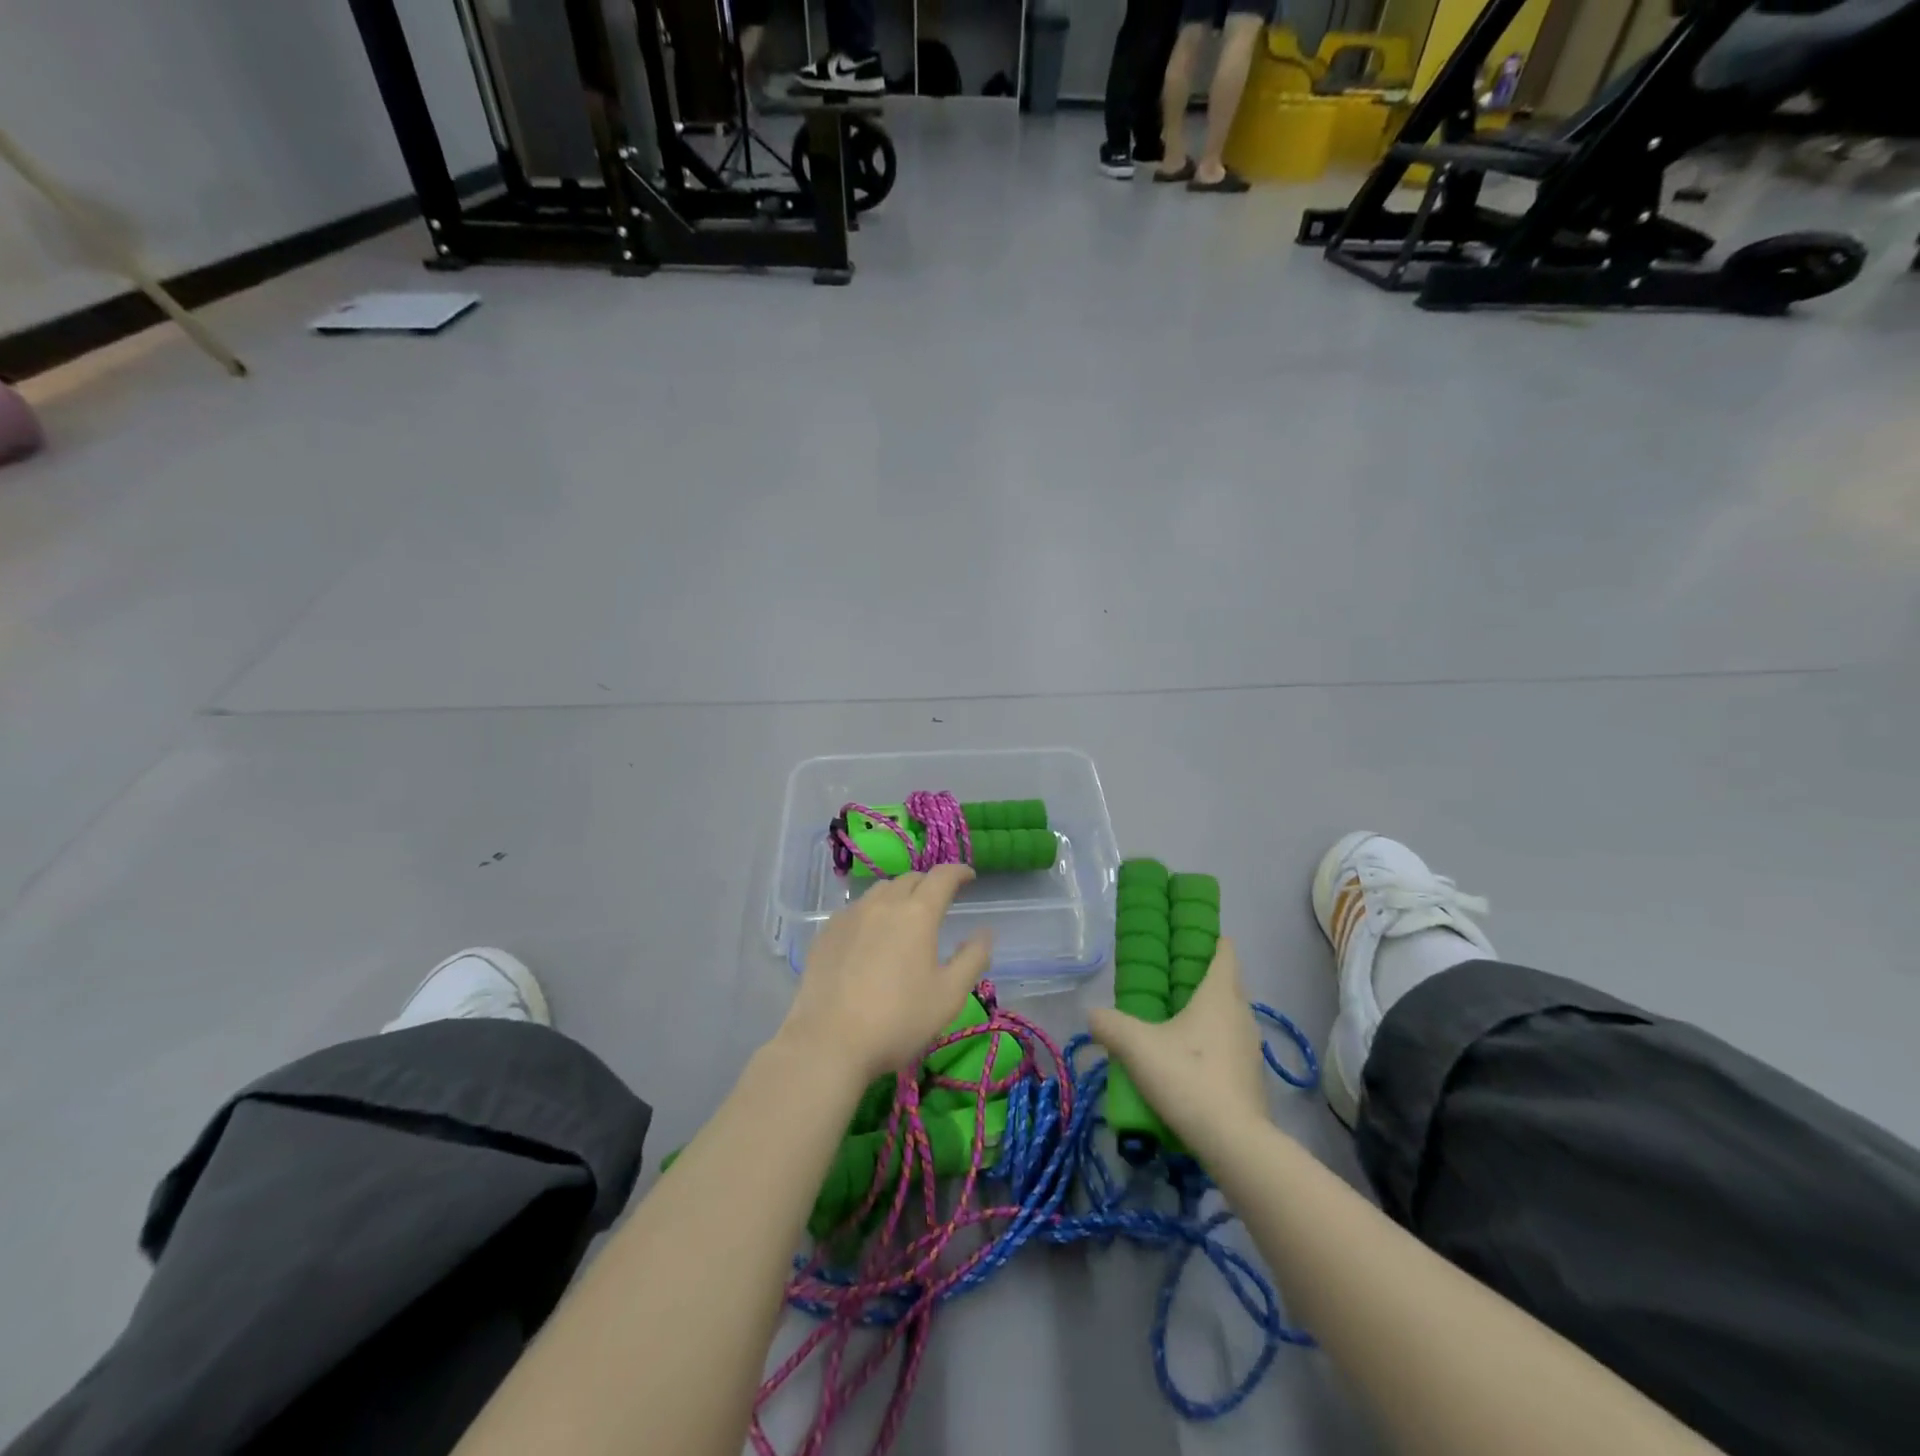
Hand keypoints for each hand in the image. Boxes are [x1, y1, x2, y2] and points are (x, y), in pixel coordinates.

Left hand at [780, 865, 992, 1083]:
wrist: (830, 1042)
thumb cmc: (898, 1020)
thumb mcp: (949, 995)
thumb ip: (973, 958)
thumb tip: (985, 932)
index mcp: (917, 914)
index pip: (942, 877)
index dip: (958, 872)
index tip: (969, 876)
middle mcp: (883, 904)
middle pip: (910, 879)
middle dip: (929, 883)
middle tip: (939, 901)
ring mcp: (850, 915)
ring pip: (880, 890)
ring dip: (899, 894)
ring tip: (905, 914)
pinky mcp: (827, 932)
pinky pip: (856, 909)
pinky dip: (872, 912)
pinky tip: (871, 935)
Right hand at [1089, 937, 1268, 1151]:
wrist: (1233, 1143)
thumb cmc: (1186, 1077)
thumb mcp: (1135, 1046)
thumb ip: (1109, 1025)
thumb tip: (1093, 1014)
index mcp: (1219, 994)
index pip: (1224, 951)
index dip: (1210, 939)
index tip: (1187, 938)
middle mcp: (1242, 1014)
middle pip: (1228, 983)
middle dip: (1203, 977)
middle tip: (1169, 981)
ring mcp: (1251, 1049)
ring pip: (1230, 1017)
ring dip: (1209, 1013)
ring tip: (1175, 1022)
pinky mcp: (1253, 1079)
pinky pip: (1231, 1047)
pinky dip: (1214, 1044)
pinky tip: (1189, 1062)